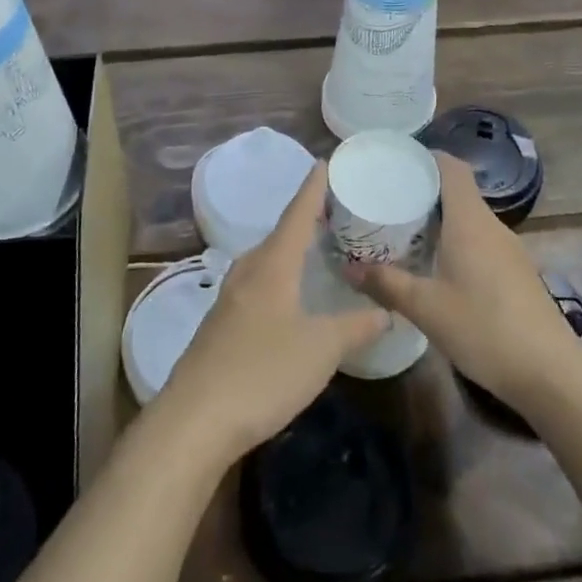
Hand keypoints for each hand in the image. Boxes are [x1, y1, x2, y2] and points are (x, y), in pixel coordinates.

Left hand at [155, 162, 388, 462]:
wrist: (195, 419)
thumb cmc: (263, 372)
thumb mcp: (321, 350)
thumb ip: (355, 327)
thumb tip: (385, 311)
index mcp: (272, 264)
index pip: (297, 212)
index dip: (314, 187)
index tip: (325, 161)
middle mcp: (248, 270)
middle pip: (281, 233)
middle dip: (307, 219)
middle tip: (337, 210)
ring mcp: (230, 297)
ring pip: (267, 260)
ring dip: (292, 249)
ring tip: (318, 248)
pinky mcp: (222, 324)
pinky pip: (258, 284)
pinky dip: (280, 276)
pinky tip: (290, 295)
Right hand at [345, 151, 581, 413]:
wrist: (552, 374)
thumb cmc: (485, 329)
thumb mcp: (426, 308)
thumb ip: (386, 284)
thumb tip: (348, 269)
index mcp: (470, 221)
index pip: (451, 167)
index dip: (426, 157)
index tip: (395, 162)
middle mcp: (492, 226)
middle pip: (458, 192)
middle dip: (424, 191)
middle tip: (387, 200)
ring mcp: (510, 250)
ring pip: (470, 219)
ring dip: (440, 220)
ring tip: (405, 232)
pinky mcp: (517, 274)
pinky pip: (481, 242)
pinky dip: (456, 242)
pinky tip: (437, 267)